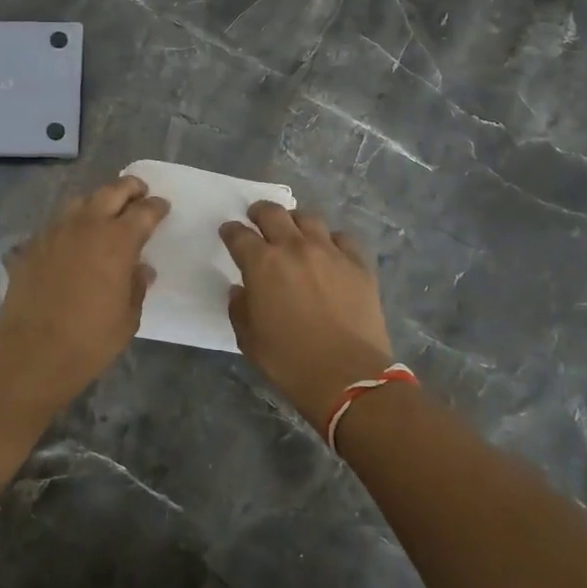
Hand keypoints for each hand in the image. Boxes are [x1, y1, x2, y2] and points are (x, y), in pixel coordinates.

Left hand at [0, 175, 169, 409]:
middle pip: (112, 191)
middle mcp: (86, 225)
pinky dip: (71, 224)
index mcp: (117, 240)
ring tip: (105, 212)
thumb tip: (141, 269)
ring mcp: (55, 232)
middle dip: (129, 188)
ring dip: (97, 201)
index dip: (156, 207)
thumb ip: (136, 286)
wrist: (33, 353)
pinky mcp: (32, 245)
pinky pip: (56, 223)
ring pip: (80, 201)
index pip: (144, 211)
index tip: (162, 207)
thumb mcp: (128, 317)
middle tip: (139, 192)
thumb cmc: (91, 339)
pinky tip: (73, 239)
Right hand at [221, 203, 394, 432]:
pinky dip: (331, 240)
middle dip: (260, 212)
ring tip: (294, 230)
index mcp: (262, 264)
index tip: (228, 232)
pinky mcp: (358, 263)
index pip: (239, 235)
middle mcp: (294, 247)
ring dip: (295, 221)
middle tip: (256, 218)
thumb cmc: (290, 361)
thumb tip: (241, 290)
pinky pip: (343, 238)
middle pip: (273, 213)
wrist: (348, 375)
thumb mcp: (249, 340)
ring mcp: (330, 252)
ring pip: (309, 218)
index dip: (230, 231)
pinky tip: (330, 251)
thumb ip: (240, 308)